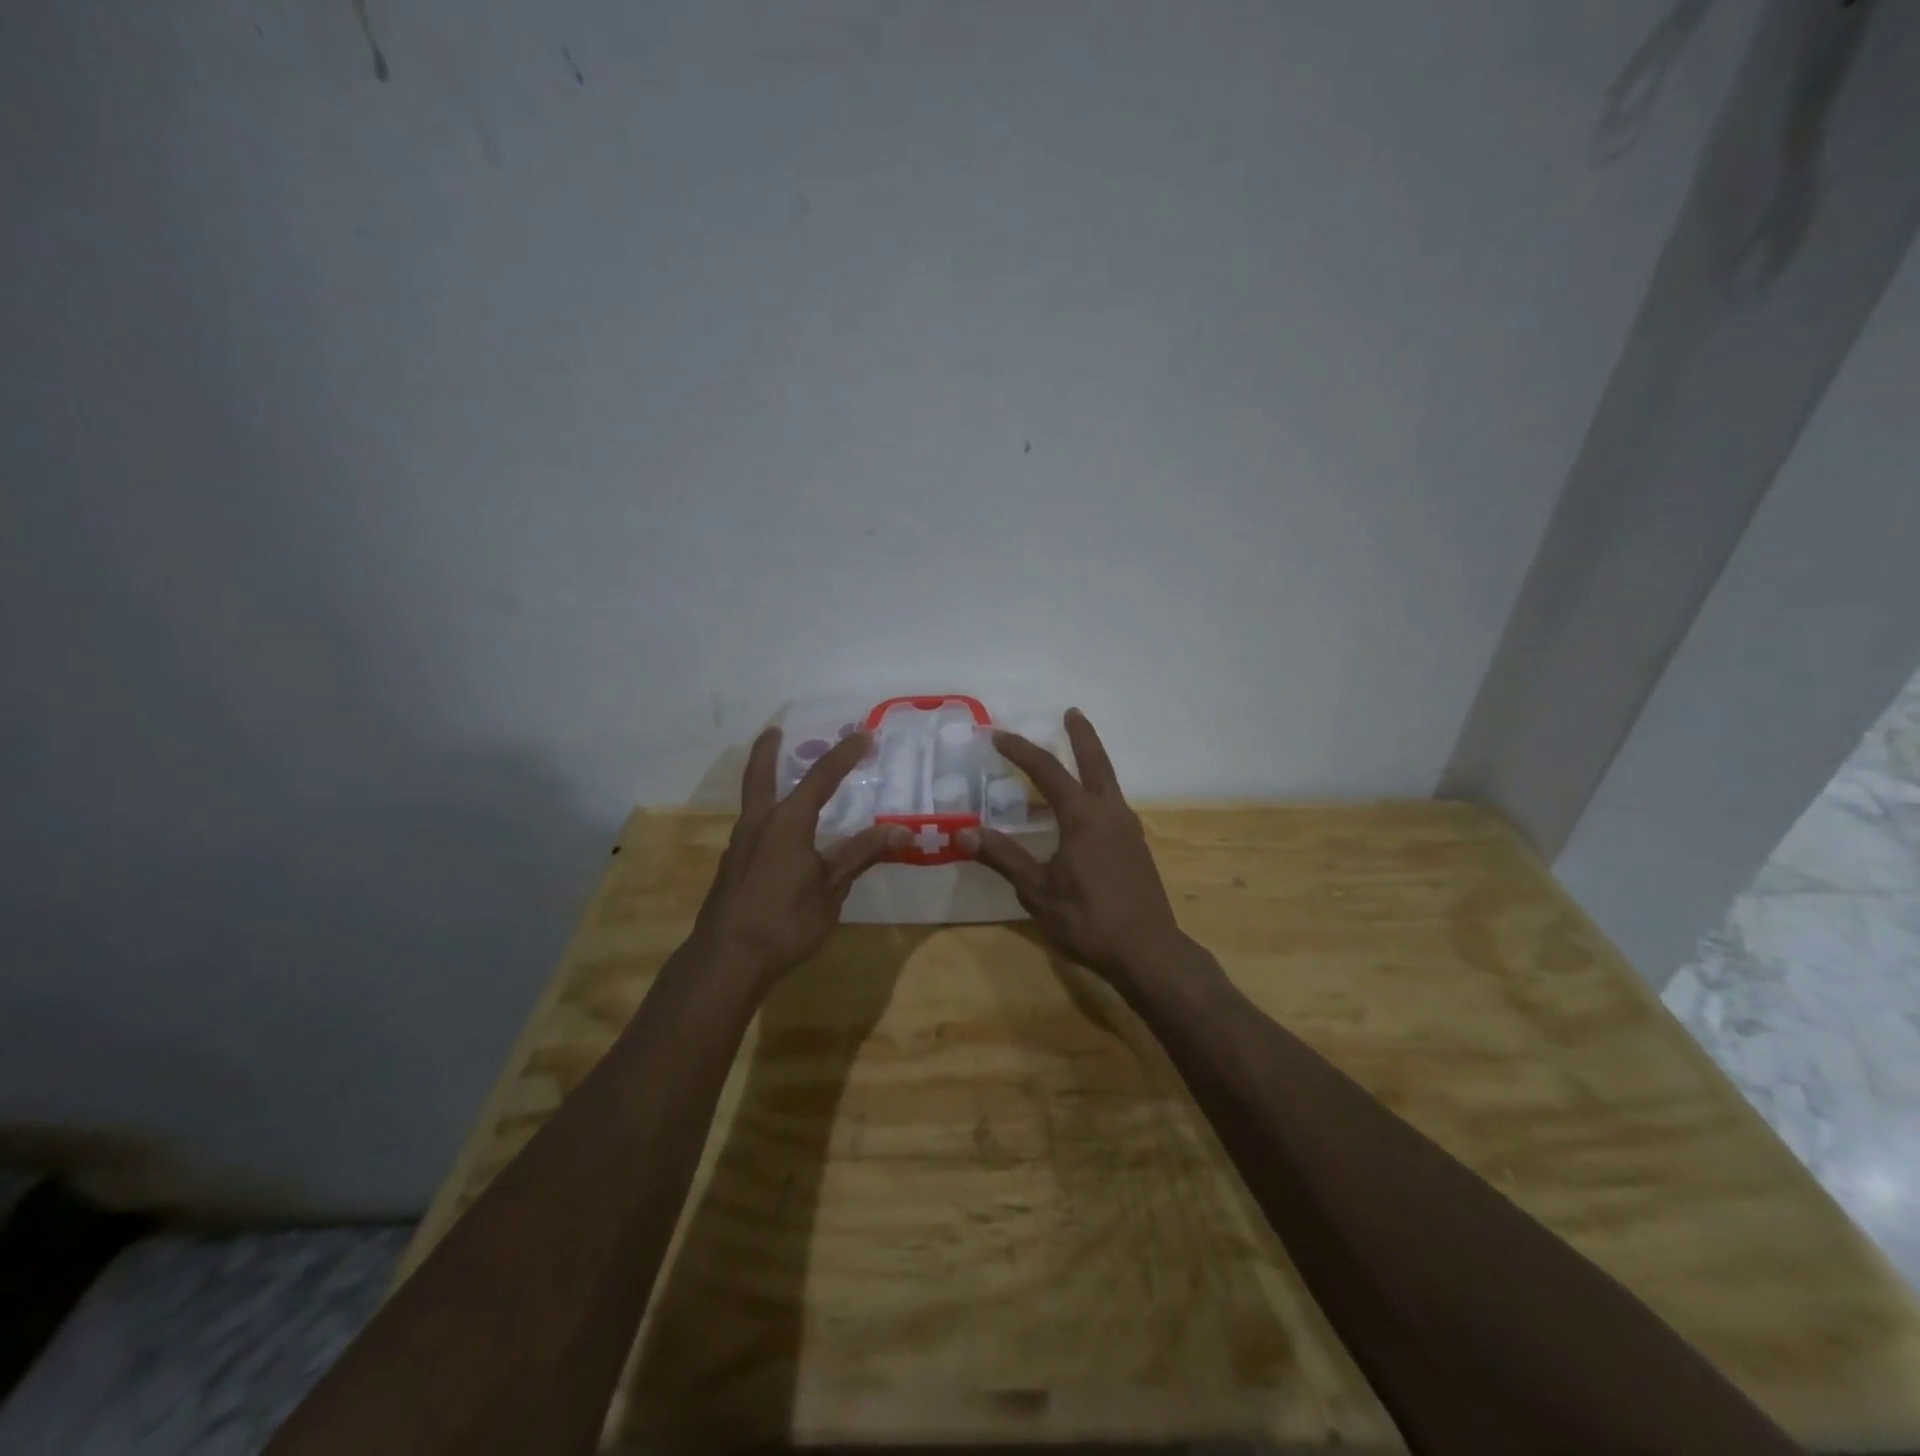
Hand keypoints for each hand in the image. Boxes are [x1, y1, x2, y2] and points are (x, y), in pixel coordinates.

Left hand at [691, 727, 905, 992]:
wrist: (726, 961)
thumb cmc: (785, 922)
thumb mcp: (832, 889)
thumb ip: (862, 854)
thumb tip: (902, 830)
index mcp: (788, 822)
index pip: (821, 777)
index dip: (844, 754)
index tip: (864, 734)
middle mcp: (759, 824)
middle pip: (760, 775)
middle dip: (768, 750)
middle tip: (775, 730)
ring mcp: (740, 846)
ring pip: (753, 801)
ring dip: (765, 782)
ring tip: (782, 779)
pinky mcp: (733, 867)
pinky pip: (753, 826)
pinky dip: (766, 814)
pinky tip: (779, 835)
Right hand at [960, 709, 1184, 985]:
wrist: (1148, 952)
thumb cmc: (1087, 919)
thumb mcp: (1037, 891)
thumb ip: (1003, 857)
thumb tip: (964, 832)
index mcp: (1083, 816)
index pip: (1048, 771)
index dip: (1021, 751)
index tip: (999, 735)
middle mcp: (1110, 813)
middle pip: (1096, 761)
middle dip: (1081, 735)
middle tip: (1071, 712)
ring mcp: (1129, 829)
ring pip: (1108, 784)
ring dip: (1091, 764)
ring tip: (1072, 759)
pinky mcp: (1136, 848)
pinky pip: (1112, 807)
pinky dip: (1095, 794)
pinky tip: (1082, 814)